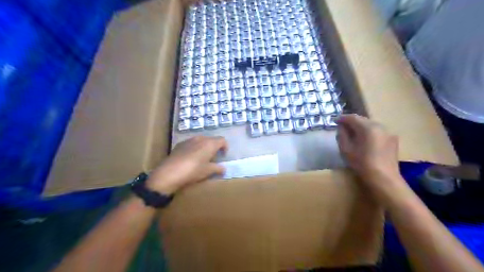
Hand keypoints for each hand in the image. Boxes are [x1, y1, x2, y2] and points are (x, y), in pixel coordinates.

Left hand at [147, 137, 227, 194]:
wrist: (170, 172)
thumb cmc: (193, 171)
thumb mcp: (208, 171)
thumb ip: (218, 168)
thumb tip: (223, 168)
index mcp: (210, 144)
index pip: (222, 140)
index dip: (225, 147)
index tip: (223, 155)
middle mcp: (200, 138)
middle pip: (211, 139)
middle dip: (214, 147)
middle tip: (213, 157)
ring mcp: (189, 140)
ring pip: (201, 140)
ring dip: (204, 147)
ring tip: (202, 158)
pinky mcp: (180, 144)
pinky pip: (191, 143)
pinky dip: (195, 148)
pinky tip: (190, 158)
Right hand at [336, 113, 402, 195]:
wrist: (384, 179)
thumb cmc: (362, 164)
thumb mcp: (346, 150)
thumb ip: (342, 135)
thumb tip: (341, 128)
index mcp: (368, 128)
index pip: (353, 118)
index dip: (342, 118)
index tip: (335, 121)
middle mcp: (380, 126)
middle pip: (363, 120)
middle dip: (352, 122)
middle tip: (342, 127)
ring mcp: (388, 132)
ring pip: (371, 125)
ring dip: (361, 127)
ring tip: (353, 133)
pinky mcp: (393, 140)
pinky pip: (378, 131)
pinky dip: (369, 132)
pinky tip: (365, 140)